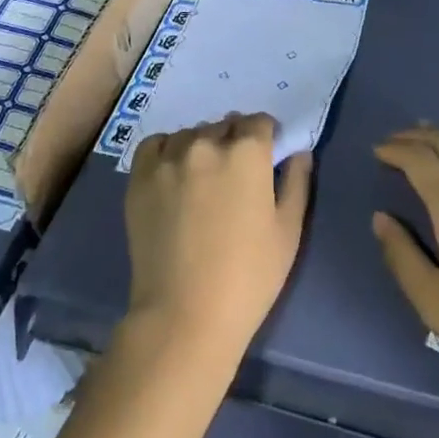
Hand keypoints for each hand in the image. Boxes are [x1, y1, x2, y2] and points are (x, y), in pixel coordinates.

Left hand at [125, 114, 312, 358]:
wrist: (184, 316)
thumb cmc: (248, 278)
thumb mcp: (288, 233)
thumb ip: (296, 182)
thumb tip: (298, 151)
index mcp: (247, 152)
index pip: (259, 122)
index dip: (265, 137)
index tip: (265, 157)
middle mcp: (207, 142)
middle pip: (225, 126)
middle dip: (234, 142)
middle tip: (234, 177)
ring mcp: (170, 156)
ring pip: (191, 134)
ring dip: (201, 147)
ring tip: (202, 180)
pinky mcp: (140, 175)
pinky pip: (156, 145)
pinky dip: (167, 151)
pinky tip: (173, 176)